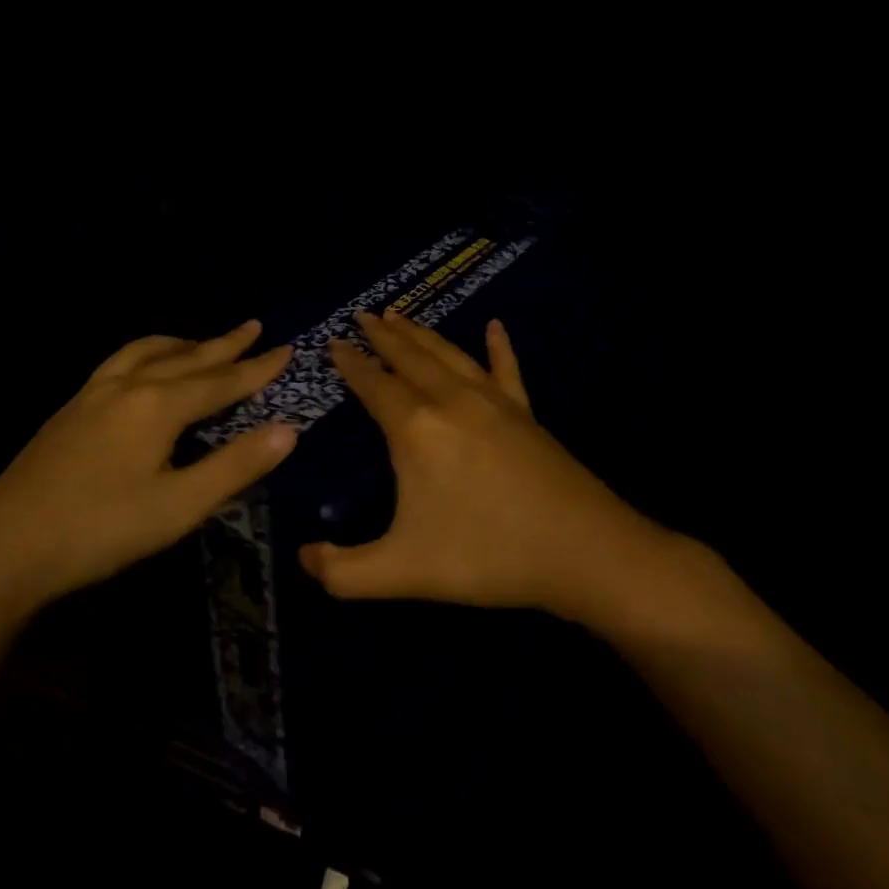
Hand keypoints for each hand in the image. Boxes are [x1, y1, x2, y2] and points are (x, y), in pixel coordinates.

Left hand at [0, 321, 297, 613]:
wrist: (6, 547)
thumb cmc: (101, 530)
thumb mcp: (178, 507)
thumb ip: (235, 466)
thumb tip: (288, 430)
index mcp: (158, 406)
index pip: (221, 381)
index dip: (257, 369)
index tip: (287, 350)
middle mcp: (128, 386)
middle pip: (186, 358)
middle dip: (224, 345)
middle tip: (254, 327)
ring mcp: (93, 393)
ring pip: (146, 352)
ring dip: (182, 344)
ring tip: (201, 342)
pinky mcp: (71, 407)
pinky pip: (120, 362)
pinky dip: (146, 354)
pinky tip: (141, 369)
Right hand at [302, 310, 681, 621]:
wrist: (585, 553)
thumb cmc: (488, 555)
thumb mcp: (403, 573)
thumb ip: (343, 572)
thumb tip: (303, 559)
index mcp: (416, 429)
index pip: (373, 384)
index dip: (350, 364)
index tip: (333, 343)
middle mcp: (450, 401)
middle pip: (409, 357)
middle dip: (382, 335)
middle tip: (362, 315)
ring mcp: (493, 402)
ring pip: (448, 355)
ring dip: (420, 333)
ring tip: (400, 315)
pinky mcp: (526, 413)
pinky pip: (506, 369)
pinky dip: (498, 346)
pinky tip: (495, 326)